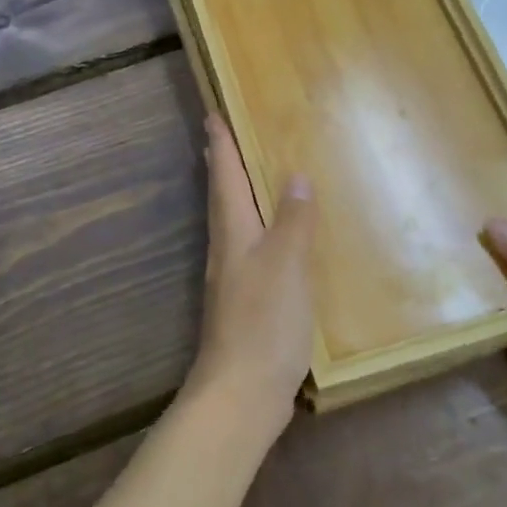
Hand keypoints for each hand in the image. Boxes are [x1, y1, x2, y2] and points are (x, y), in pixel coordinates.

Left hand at [184, 116, 316, 441]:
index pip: (225, 177)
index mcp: (234, 234)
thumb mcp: (287, 264)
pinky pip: (250, 251)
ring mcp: (234, 280)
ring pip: (233, 224)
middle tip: (221, 137)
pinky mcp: (245, 304)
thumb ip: (292, 220)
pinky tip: (272, 241)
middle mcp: (228, 251)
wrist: (242, 393)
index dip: (220, 145)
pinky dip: (257, 231)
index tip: (212, 114)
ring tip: (246, 178)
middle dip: (222, 166)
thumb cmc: (264, 322)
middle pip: (221, 198)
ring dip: (235, 196)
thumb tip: (294, 176)